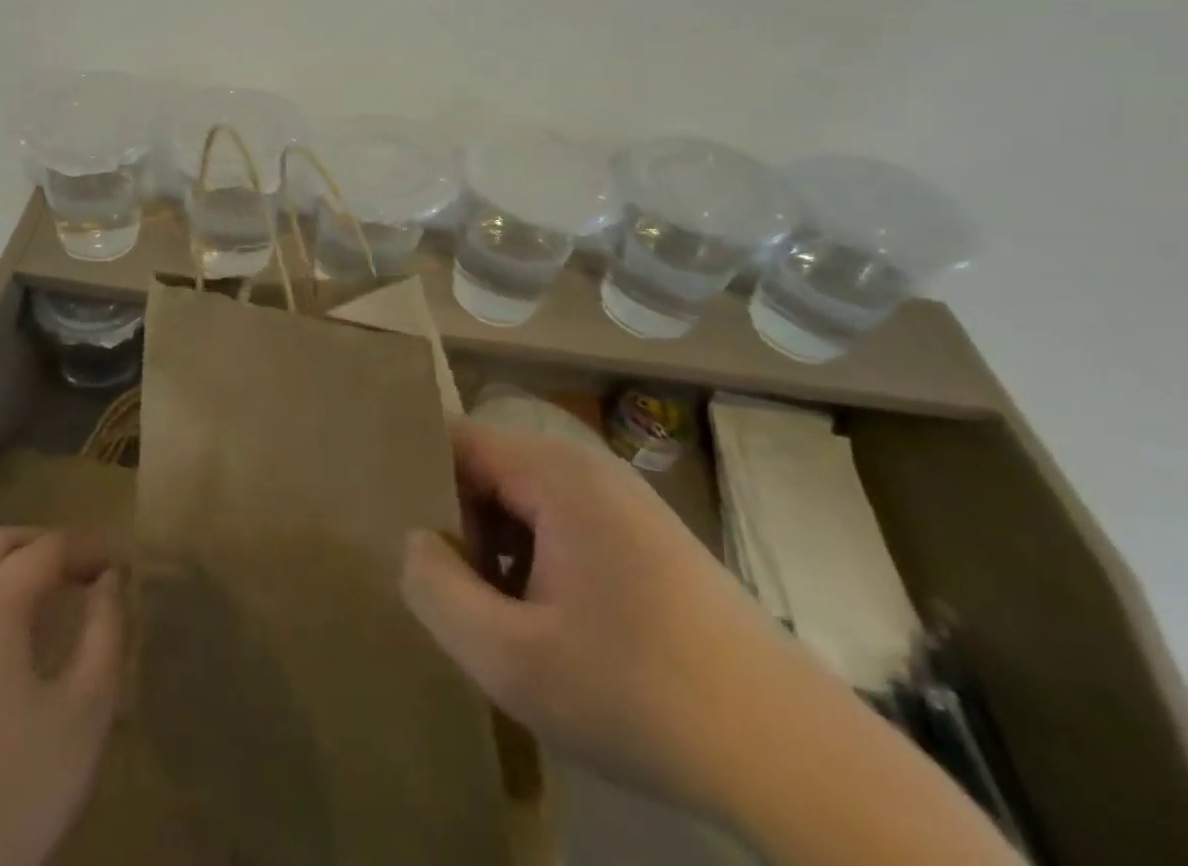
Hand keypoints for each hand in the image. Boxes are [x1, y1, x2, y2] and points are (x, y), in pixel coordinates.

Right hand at [399, 419, 799, 815]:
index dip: (421, 484)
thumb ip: (435, 590)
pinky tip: (552, 629)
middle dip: (461, 526)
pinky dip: (540, 564)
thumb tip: (412, 542)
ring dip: (500, 551)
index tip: (405, 540)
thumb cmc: (639, 693)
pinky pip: (566, 528)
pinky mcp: (650, 540)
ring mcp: (625, 503)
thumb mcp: (511, 658)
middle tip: (452, 594)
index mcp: (555, 472)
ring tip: (498, 618)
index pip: (457, 442)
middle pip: (491, 471)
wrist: (796, 758)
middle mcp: (589, 468)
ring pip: (528, 503)